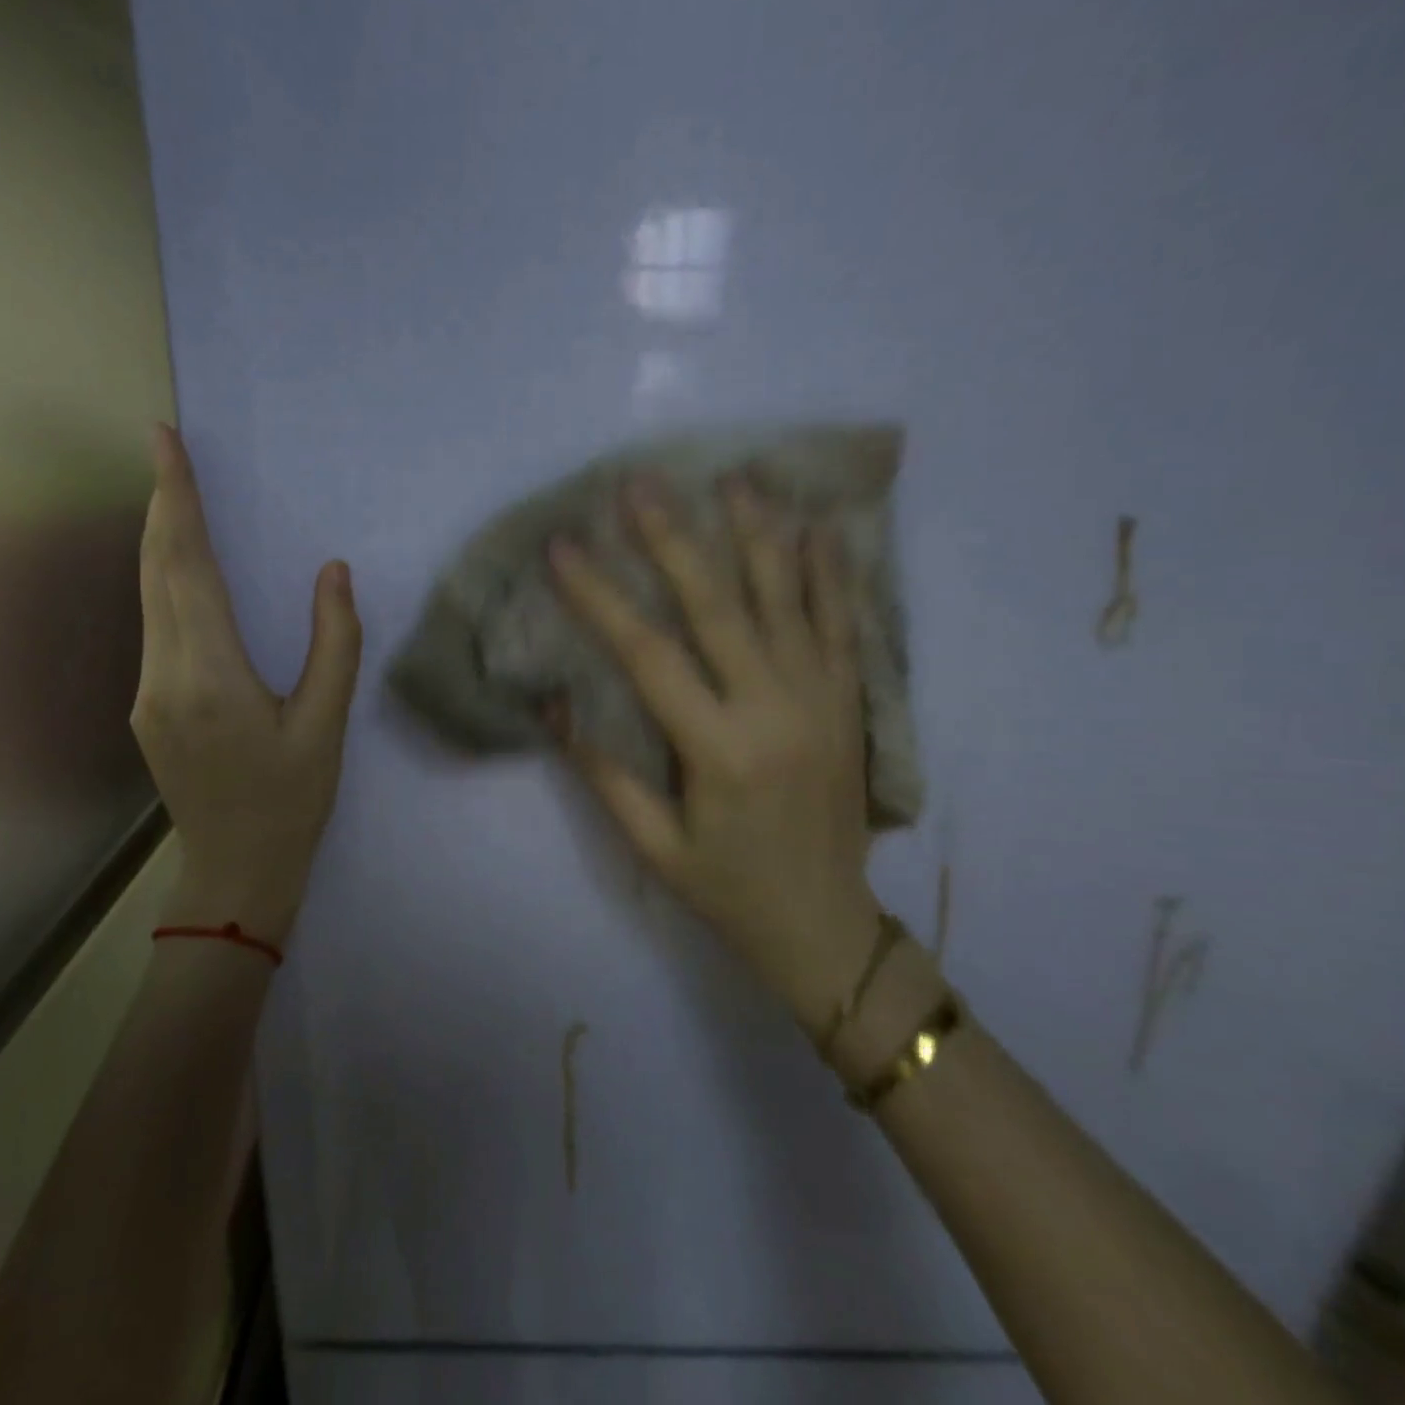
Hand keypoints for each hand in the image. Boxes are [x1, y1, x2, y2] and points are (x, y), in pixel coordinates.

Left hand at [132, 423, 362, 942]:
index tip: (164, 442)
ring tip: (174, 495)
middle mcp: (163, 676)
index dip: (175, 500)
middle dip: (160, 506)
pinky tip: (181, 570)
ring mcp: (146, 694)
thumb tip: (333, 572)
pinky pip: (153, 626)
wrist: (236, 871)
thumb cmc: (291, 801)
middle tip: (165, 450)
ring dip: (160, 542)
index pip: (186, 567)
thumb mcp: (326, 726)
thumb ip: (333, 644)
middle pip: (155, 572)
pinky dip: (164, 583)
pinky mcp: (146, 708)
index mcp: (210, 676)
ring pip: (147, 597)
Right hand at [547, 473, 877, 1022]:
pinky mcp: (851, 703)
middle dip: (673, 539)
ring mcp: (822, 700)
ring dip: (758, 534)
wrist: (828, 926)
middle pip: (718, 606)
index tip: (563, 547)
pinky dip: (830, 573)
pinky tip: (818, 527)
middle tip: (639, 483)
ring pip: (788, 599)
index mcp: (718, 749)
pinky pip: (844, 624)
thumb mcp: (653, 845)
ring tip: (734, 478)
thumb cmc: (727, 890)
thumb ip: (604, 773)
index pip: (647, 654)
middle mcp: (775, 709)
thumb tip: (554, 705)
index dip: (599, 596)